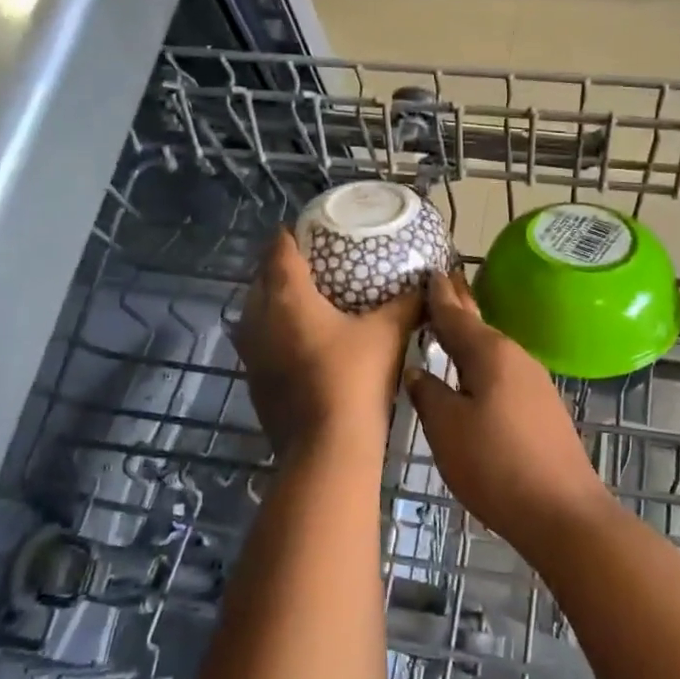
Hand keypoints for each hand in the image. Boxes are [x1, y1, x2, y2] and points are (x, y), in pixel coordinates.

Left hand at [235, 229, 420, 457]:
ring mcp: (251, 353)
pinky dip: (277, 333)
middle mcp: (258, 319)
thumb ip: (407, 304)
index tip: (310, 229)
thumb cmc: (355, 378)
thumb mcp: (388, 334)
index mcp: (286, 296)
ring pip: (257, 312)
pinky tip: (304, 343)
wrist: (327, 449)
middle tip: (316, 264)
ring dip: (277, 302)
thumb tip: (428, 283)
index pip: (279, 249)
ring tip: (309, 301)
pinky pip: (261, 342)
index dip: (292, 234)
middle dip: (283, 267)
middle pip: (263, 279)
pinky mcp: (254, 381)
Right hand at [405, 271, 609, 550]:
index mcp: (490, 353)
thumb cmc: (496, 466)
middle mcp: (515, 357)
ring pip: (493, 349)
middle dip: (459, 306)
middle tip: (441, 282)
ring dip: (470, 336)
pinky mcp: (542, 407)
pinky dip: (483, 362)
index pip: (456, 315)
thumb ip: (428, 393)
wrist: (563, 513)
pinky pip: (504, 371)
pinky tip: (474, 372)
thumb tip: (417, 370)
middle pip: (479, 326)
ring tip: (449, 325)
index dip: (438, 296)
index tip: (429, 270)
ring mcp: (534, 382)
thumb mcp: (447, 429)